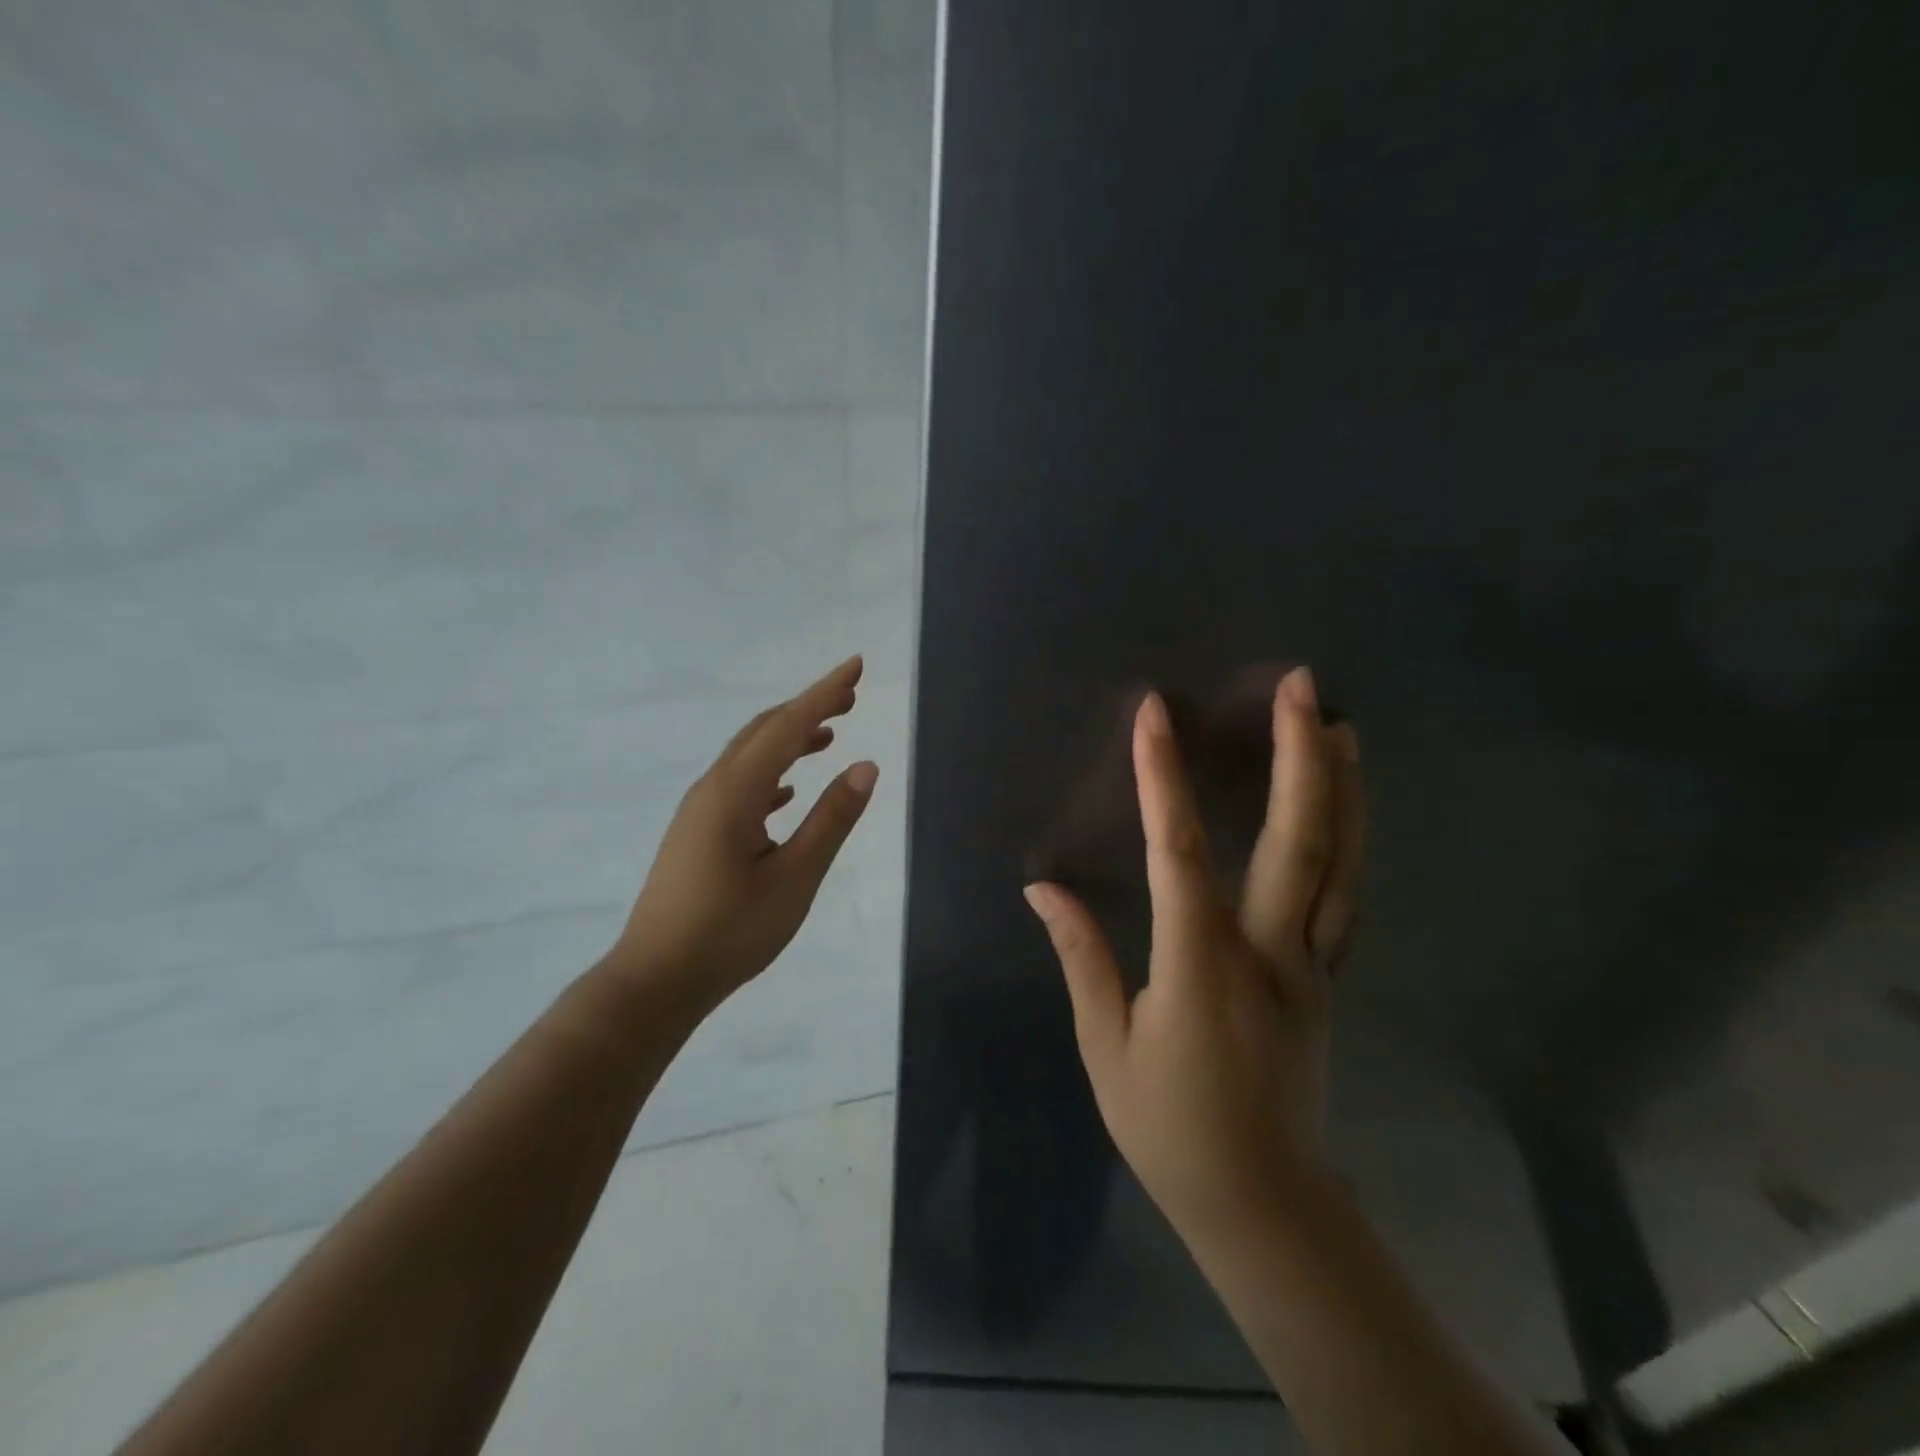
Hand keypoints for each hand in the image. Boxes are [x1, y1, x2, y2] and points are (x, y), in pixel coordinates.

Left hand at [614, 656, 879, 1008]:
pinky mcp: (696, 832)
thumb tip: (866, 766)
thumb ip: (831, 820)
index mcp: (735, 792)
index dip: (825, 693)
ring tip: (829, 735)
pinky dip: (771, 772)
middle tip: (850, 696)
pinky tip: (788, 792)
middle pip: (764, 731)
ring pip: (749, 756)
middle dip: (807, 708)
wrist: (656, 980)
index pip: (788, 726)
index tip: (856, 666)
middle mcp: (713, 788)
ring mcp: (700, 810)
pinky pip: (740, 784)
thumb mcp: (795, 878)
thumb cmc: (730, 932)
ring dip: (789, 738)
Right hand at [1023, 667, 1362, 1245]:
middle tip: (1304, 688)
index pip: (1178, 854)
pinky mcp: (1327, 980)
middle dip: (1300, 757)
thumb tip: (1042, 887)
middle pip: (1296, 842)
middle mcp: (1268, 953)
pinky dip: (1350, 842)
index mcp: (1200, 967)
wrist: (1264, 1202)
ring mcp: (1311, 966)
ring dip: (1342, 789)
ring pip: (1339, 865)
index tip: (1155, 715)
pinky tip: (1346, 808)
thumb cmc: (1169, 1126)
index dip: (1162, 779)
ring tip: (1341, 725)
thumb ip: (1080, 957)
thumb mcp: (1106, 1046)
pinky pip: (1344, 897)